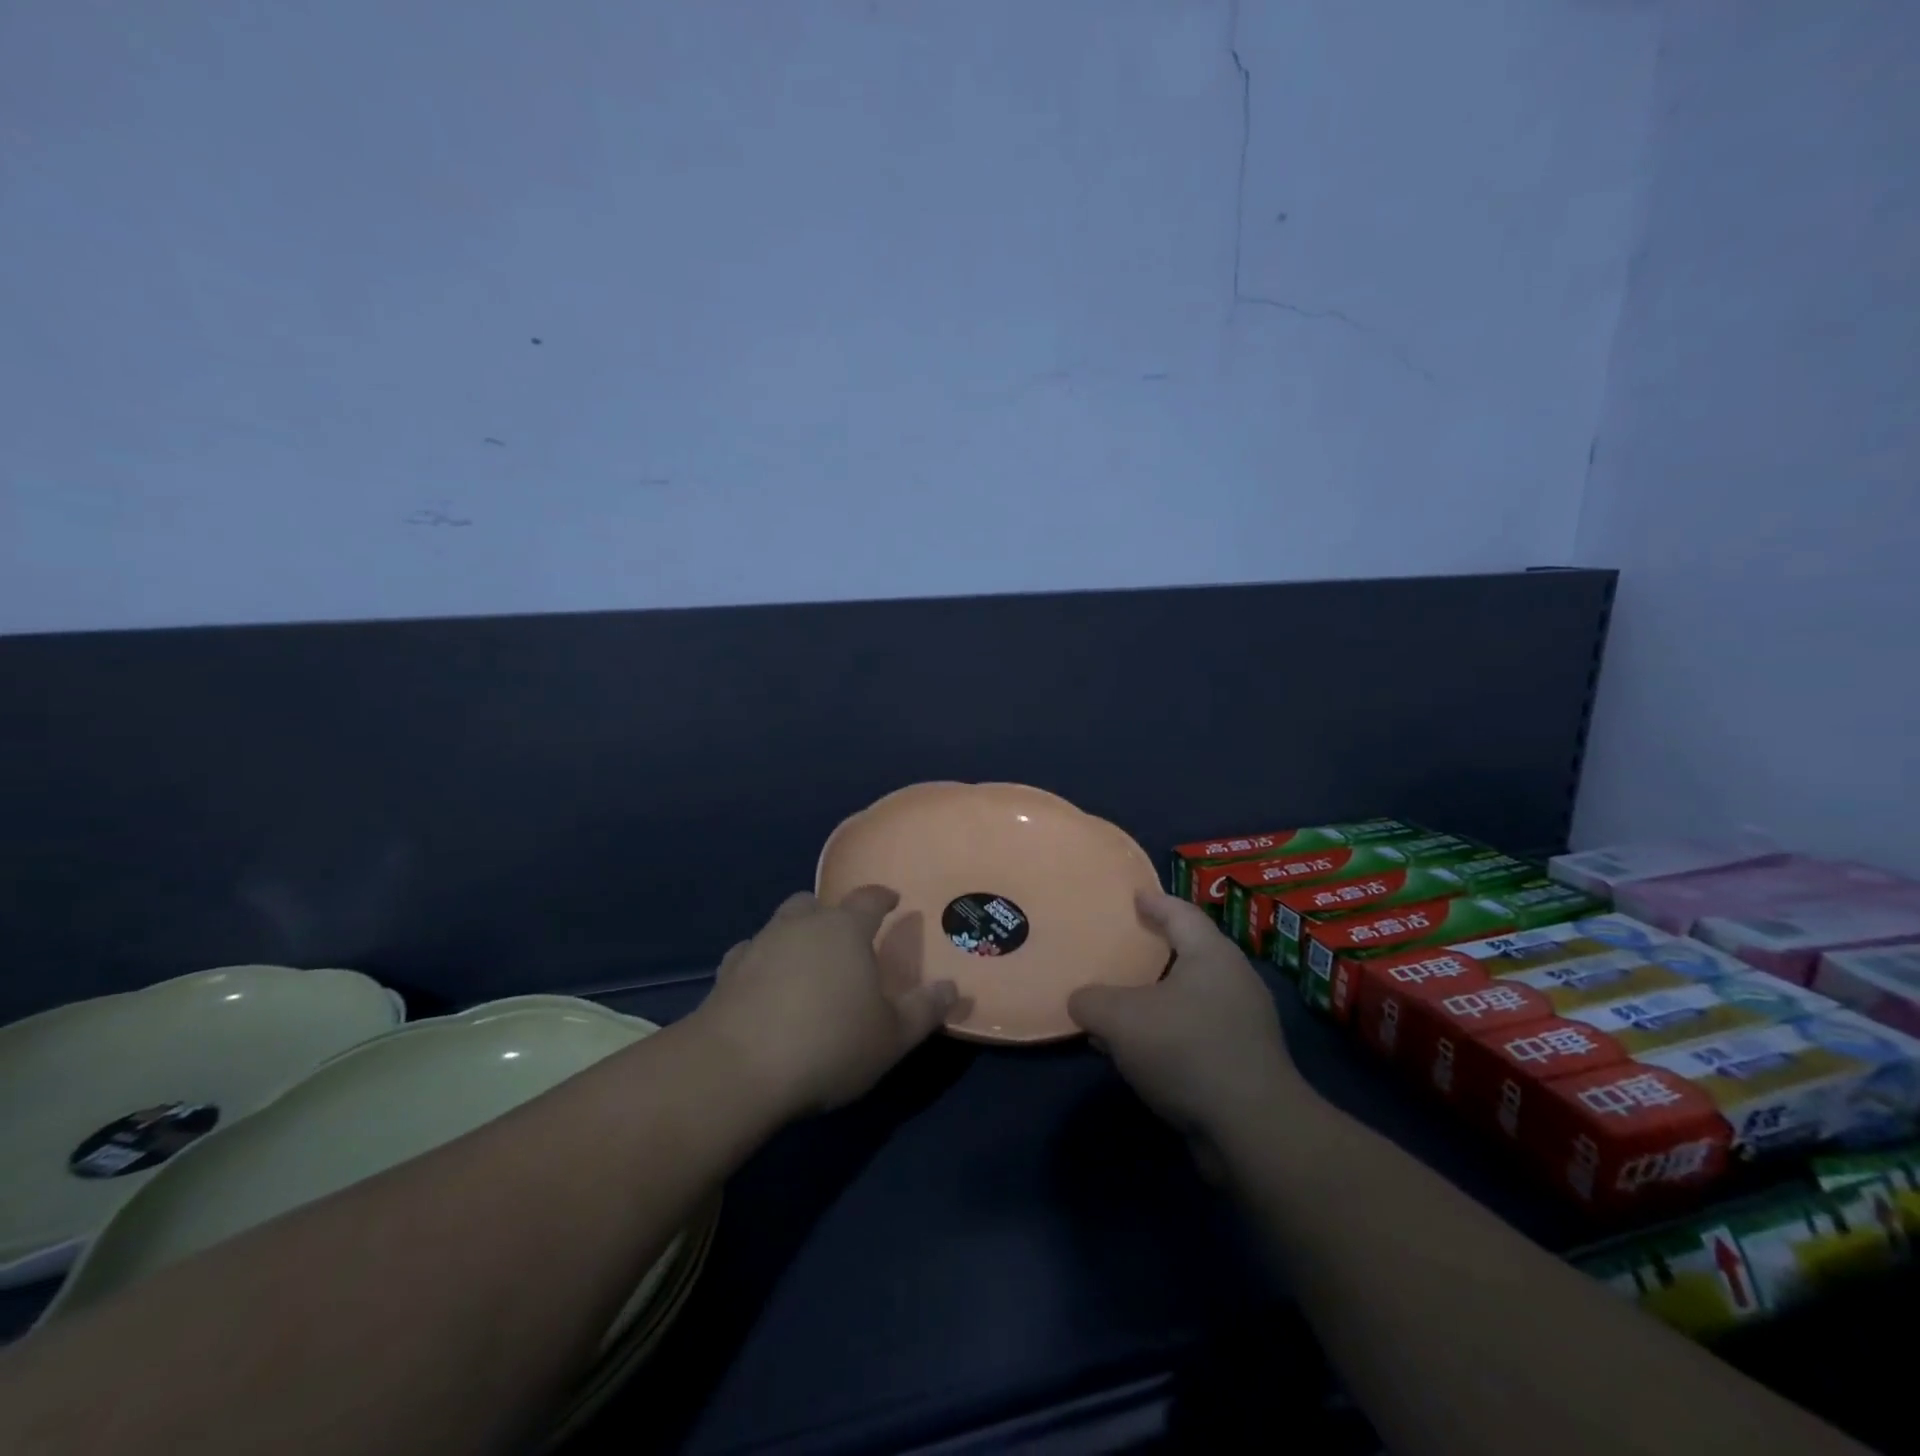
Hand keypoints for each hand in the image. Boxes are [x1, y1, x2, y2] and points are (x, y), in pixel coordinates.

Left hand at [692, 887, 959, 1117]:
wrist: (738, 1068)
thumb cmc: (829, 1044)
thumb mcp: (892, 1036)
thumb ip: (925, 1009)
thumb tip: (953, 987)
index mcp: (845, 929)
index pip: (868, 899)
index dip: (882, 897)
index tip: (892, 900)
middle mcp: (801, 925)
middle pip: (816, 904)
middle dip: (831, 914)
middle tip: (843, 940)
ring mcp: (759, 945)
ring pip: (781, 924)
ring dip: (795, 936)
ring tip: (805, 966)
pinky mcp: (727, 972)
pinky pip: (749, 955)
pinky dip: (761, 964)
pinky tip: (764, 988)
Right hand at [1068, 892, 1306, 1147]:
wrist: (1253, 1130)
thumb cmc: (1186, 1051)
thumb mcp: (1120, 1020)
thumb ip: (1091, 1001)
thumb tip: (1081, 1001)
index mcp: (1212, 955)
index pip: (1181, 913)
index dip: (1155, 902)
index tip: (1135, 895)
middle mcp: (1234, 981)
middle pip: (1191, 952)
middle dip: (1157, 950)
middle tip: (1125, 947)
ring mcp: (1245, 1024)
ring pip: (1191, 997)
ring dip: (1157, 998)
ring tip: (1123, 1004)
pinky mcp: (1245, 1062)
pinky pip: (1197, 1032)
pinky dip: (1168, 1032)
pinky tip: (1141, 1052)